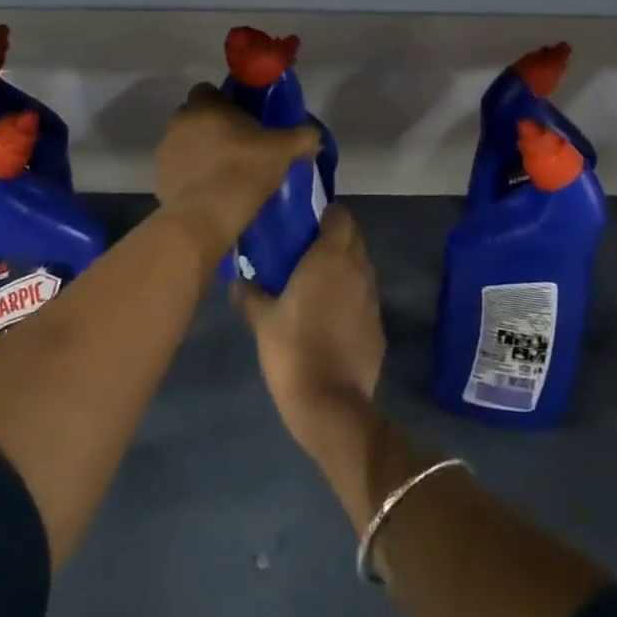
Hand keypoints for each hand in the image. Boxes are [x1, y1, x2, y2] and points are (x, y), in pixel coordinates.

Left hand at [154, 83, 319, 249]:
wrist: (208, 215)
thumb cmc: (245, 169)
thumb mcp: (285, 149)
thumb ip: (302, 136)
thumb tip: (313, 135)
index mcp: (204, 104)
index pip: (209, 90)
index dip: (226, 103)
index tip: (243, 119)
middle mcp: (179, 120)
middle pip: (197, 117)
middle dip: (213, 128)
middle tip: (238, 147)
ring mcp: (165, 151)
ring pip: (185, 144)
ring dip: (200, 153)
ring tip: (224, 174)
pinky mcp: (158, 179)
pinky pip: (178, 171)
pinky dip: (190, 178)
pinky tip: (210, 193)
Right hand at [233, 204, 383, 460]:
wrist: (330, 402)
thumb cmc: (292, 349)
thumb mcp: (262, 320)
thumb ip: (250, 294)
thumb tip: (237, 281)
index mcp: (330, 257)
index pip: (341, 216)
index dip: (327, 214)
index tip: (307, 222)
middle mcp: (357, 269)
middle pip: (354, 238)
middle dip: (336, 236)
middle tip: (308, 249)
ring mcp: (372, 298)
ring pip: (362, 267)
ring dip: (345, 266)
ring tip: (318, 281)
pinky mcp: (378, 326)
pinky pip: (365, 297)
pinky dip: (352, 296)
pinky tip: (332, 315)